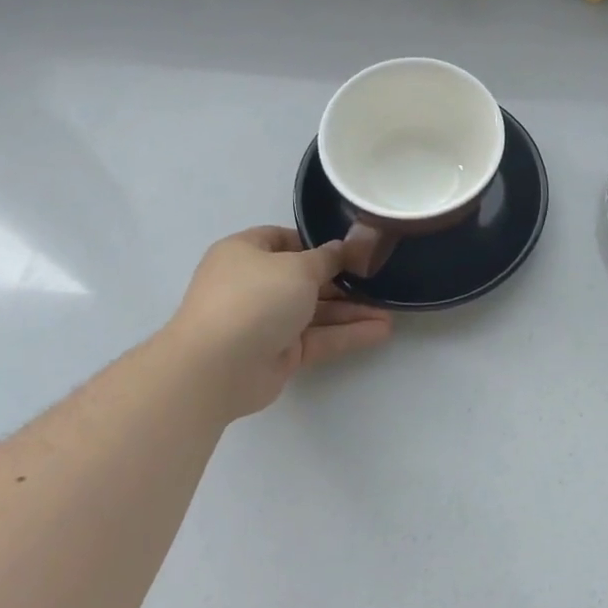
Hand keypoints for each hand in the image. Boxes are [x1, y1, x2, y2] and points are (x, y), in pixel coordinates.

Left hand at [162, 227, 391, 420]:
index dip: (316, 243)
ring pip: (316, 312)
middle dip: (343, 281)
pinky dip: (346, 334)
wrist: (217, 366)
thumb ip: (327, 259)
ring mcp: (266, 321)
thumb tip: (342, 249)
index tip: (351, 249)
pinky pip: (318, 338)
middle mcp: (254, 284)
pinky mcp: (279, 353)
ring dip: (351, 311)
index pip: (283, 240)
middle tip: (379, 281)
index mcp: (245, 253)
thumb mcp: (298, 267)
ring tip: (390, 312)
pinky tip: (380, 331)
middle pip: (305, 278)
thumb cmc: (254, 297)